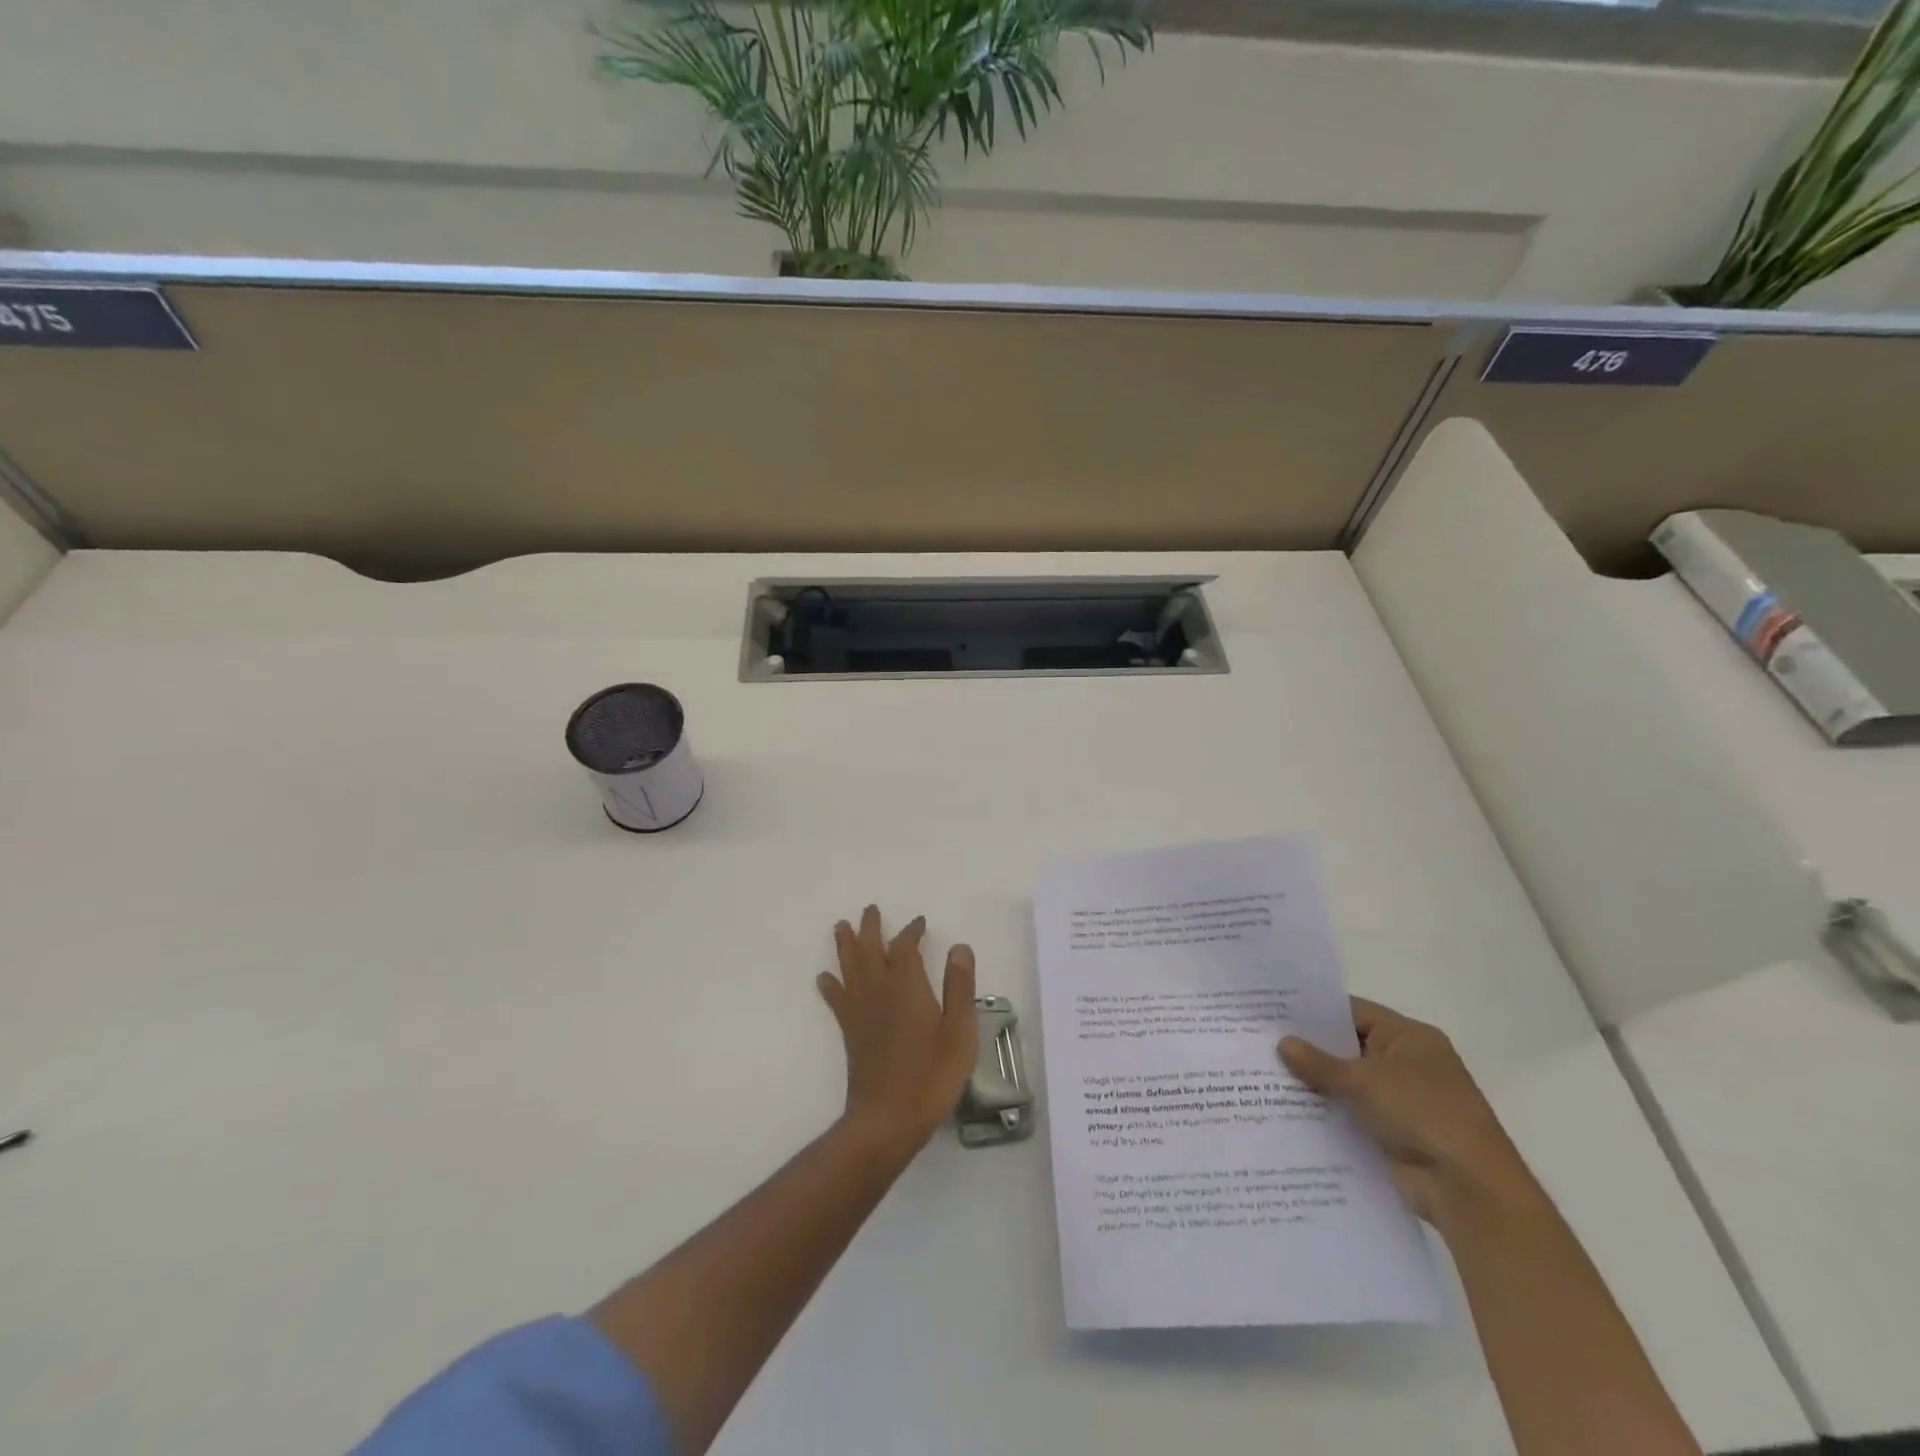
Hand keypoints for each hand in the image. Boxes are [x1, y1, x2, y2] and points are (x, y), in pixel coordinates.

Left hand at [818, 906, 976, 1154]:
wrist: (887, 1119)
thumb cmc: (931, 1076)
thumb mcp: (959, 1032)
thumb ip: (960, 987)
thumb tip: (959, 947)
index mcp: (907, 986)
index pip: (905, 947)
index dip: (911, 931)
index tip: (920, 922)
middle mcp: (879, 991)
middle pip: (869, 949)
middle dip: (870, 927)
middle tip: (871, 910)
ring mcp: (860, 1011)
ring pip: (848, 967)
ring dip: (845, 945)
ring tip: (841, 926)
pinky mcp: (850, 1032)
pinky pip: (836, 1000)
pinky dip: (830, 985)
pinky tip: (824, 978)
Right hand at [1278, 997, 1536, 1228]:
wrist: (1468, 1190)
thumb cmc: (1423, 1114)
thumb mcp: (1365, 1080)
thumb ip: (1320, 1063)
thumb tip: (1282, 1043)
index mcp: (1409, 1038)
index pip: (1353, 1012)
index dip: (1315, 1012)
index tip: (1273, 1012)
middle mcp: (1407, 1064)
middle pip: (1348, 1047)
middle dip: (1309, 1049)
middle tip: (1261, 1042)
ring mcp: (1401, 1100)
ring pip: (1347, 1083)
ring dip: (1315, 1084)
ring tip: (1264, 1076)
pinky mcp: (1393, 1133)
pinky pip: (1351, 1114)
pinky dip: (1327, 1113)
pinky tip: (1287, 1111)